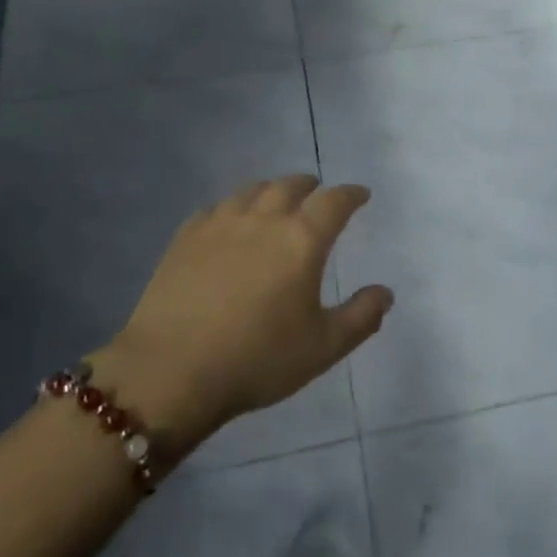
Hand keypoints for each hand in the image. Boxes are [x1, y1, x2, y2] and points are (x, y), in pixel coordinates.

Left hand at [95, 176, 391, 454]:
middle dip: (310, 187)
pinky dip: (233, 207)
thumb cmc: (258, 359)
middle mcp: (263, 219)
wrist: (171, 372)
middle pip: (290, 185)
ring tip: (277, 201)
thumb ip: (361, 317)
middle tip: (318, 195)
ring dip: (272, 190)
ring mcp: (219, 224)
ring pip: (251, 190)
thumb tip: (385, 292)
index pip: (334, 201)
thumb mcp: (324, 347)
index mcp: (301, 239)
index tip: (361, 195)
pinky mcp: (184, 238)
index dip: (351, 194)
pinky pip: (216, 208)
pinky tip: (230, 222)